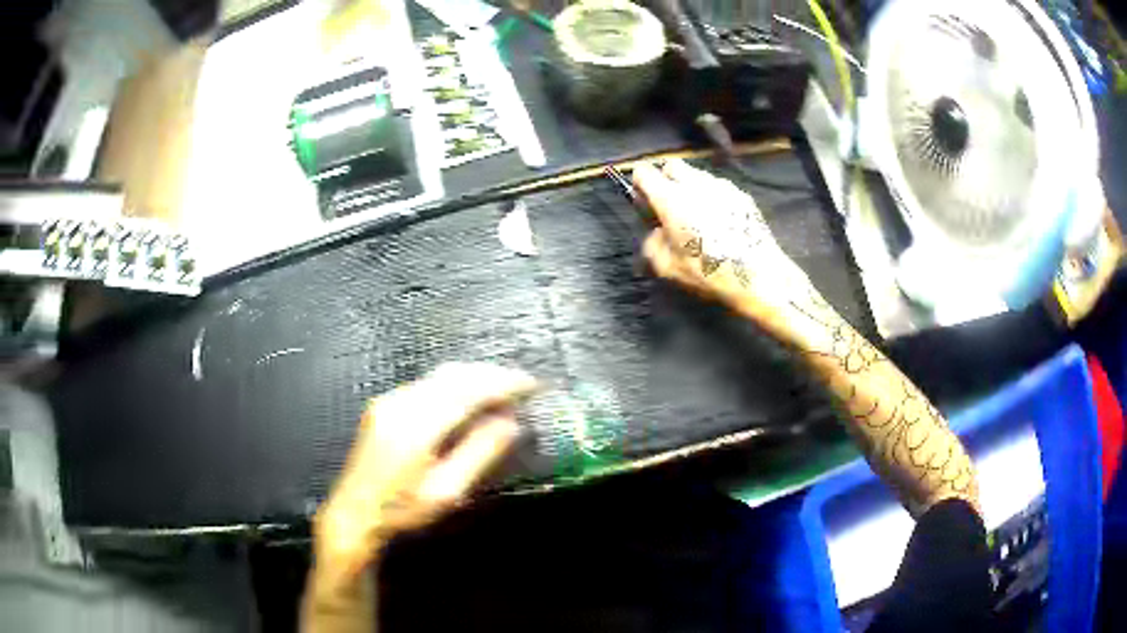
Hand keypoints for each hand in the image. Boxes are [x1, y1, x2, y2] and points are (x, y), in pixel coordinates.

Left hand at [313, 363, 536, 581]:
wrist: (355, 512)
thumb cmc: (404, 510)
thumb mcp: (447, 491)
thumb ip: (480, 453)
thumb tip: (512, 422)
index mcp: (418, 426)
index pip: (468, 391)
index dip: (503, 383)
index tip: (532, 385)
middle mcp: (401, 402)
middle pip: (454, 374)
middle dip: (491, 374)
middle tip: (523, 386)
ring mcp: (389, 399)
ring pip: (440, 375)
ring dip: (474, 377)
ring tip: (503, 390)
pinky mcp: (384, 403)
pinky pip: (427, 383)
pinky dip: (455, 385)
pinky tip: (469, 399)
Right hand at [633, 159, 813, 326]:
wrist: (759, 275)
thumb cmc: (710, 272)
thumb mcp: (668, 268)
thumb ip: (652, 244)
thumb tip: (656, 233)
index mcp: (671, 198)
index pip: (644, 171)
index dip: (639, 184)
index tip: (644, 202)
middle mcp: (695, 184)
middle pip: (672, 165)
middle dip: (665, 179)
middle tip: (669, 206)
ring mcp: (721, 186)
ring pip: (697, 175)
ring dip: (690, 187)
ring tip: (697, 216)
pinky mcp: (742, 194)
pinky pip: (718, 187)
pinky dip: (712, 197)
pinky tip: (720, 222)